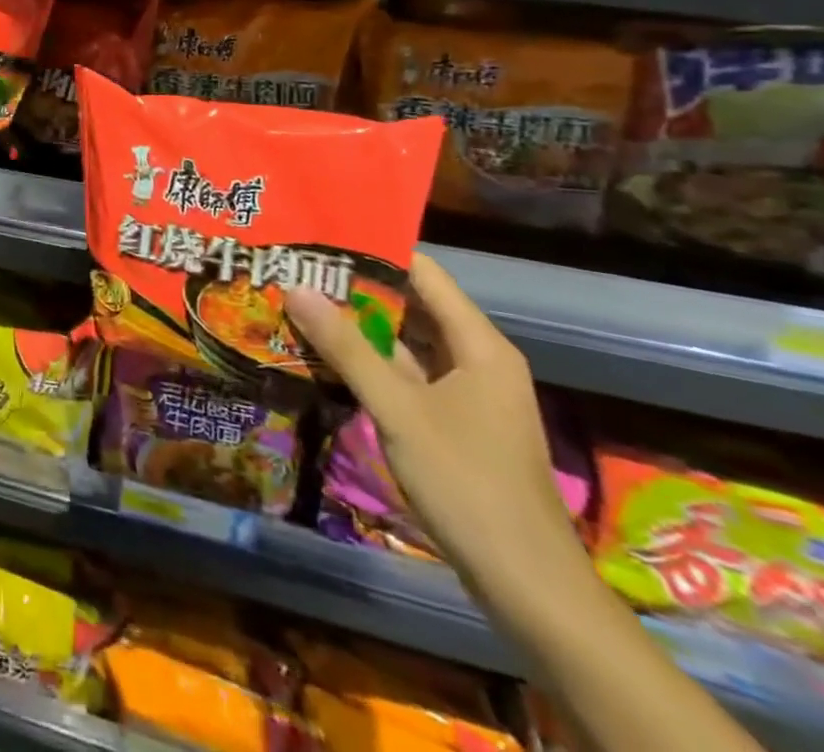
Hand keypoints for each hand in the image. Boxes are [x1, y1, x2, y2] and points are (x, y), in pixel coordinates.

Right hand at [286, 253, 584, 602]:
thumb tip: (296, 286)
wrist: (527, 586)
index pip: (424, 274)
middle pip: (412, 306)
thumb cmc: (468, 484)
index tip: (321, 238)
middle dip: (356, 289)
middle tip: (298, 269)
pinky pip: (405, 377)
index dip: (375, 251)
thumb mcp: (398, 410)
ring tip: (299, 303)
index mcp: (479, 345)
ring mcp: (465, 395)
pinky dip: (368, 364)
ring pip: (404, 344)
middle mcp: (476, 360)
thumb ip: (346, 347)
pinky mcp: (452, 424)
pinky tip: (324, 357)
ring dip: (357, 328)